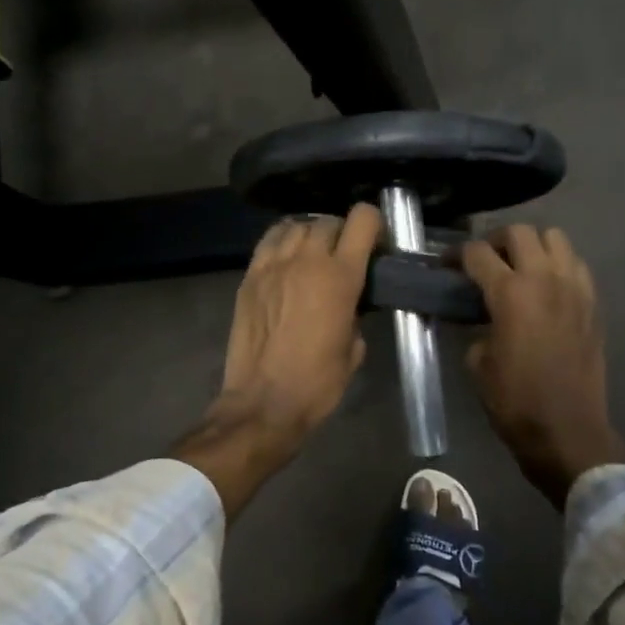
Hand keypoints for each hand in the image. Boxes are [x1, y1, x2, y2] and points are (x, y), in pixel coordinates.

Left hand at [174, 204, 381, 517]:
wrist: (263, 403)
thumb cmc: (317, 383)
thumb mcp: (354, 349)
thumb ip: (355, 316)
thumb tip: (349, 305)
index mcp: (340, 278)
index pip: (361, 221)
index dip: (373, 223)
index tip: (376, 240)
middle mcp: (307, 261)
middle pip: (328, 221)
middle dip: (341, 232)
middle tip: (344, 253)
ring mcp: (273, 266)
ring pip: (296, 225)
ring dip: (310, 233)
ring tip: (313, 252)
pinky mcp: (249, 277)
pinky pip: (268, 241)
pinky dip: (282, 240)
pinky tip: (287, 256)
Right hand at [464, 225, 624, 508]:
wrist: (567, 431)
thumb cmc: (515, 401)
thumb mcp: (478, 362)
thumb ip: (478, 327)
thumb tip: (483, 318)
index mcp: (511, 293)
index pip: (478, 253)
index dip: (456, 256)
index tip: (447, 266)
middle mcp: (545, 279)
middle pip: (520, 232)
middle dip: (496, 240)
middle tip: (484, 261)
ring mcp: (574, 288)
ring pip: (555, 238)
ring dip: (533, 245)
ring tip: (519, 266)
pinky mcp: (593, 303)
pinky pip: (576, 264)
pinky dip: (558, 264)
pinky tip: (546, 286)